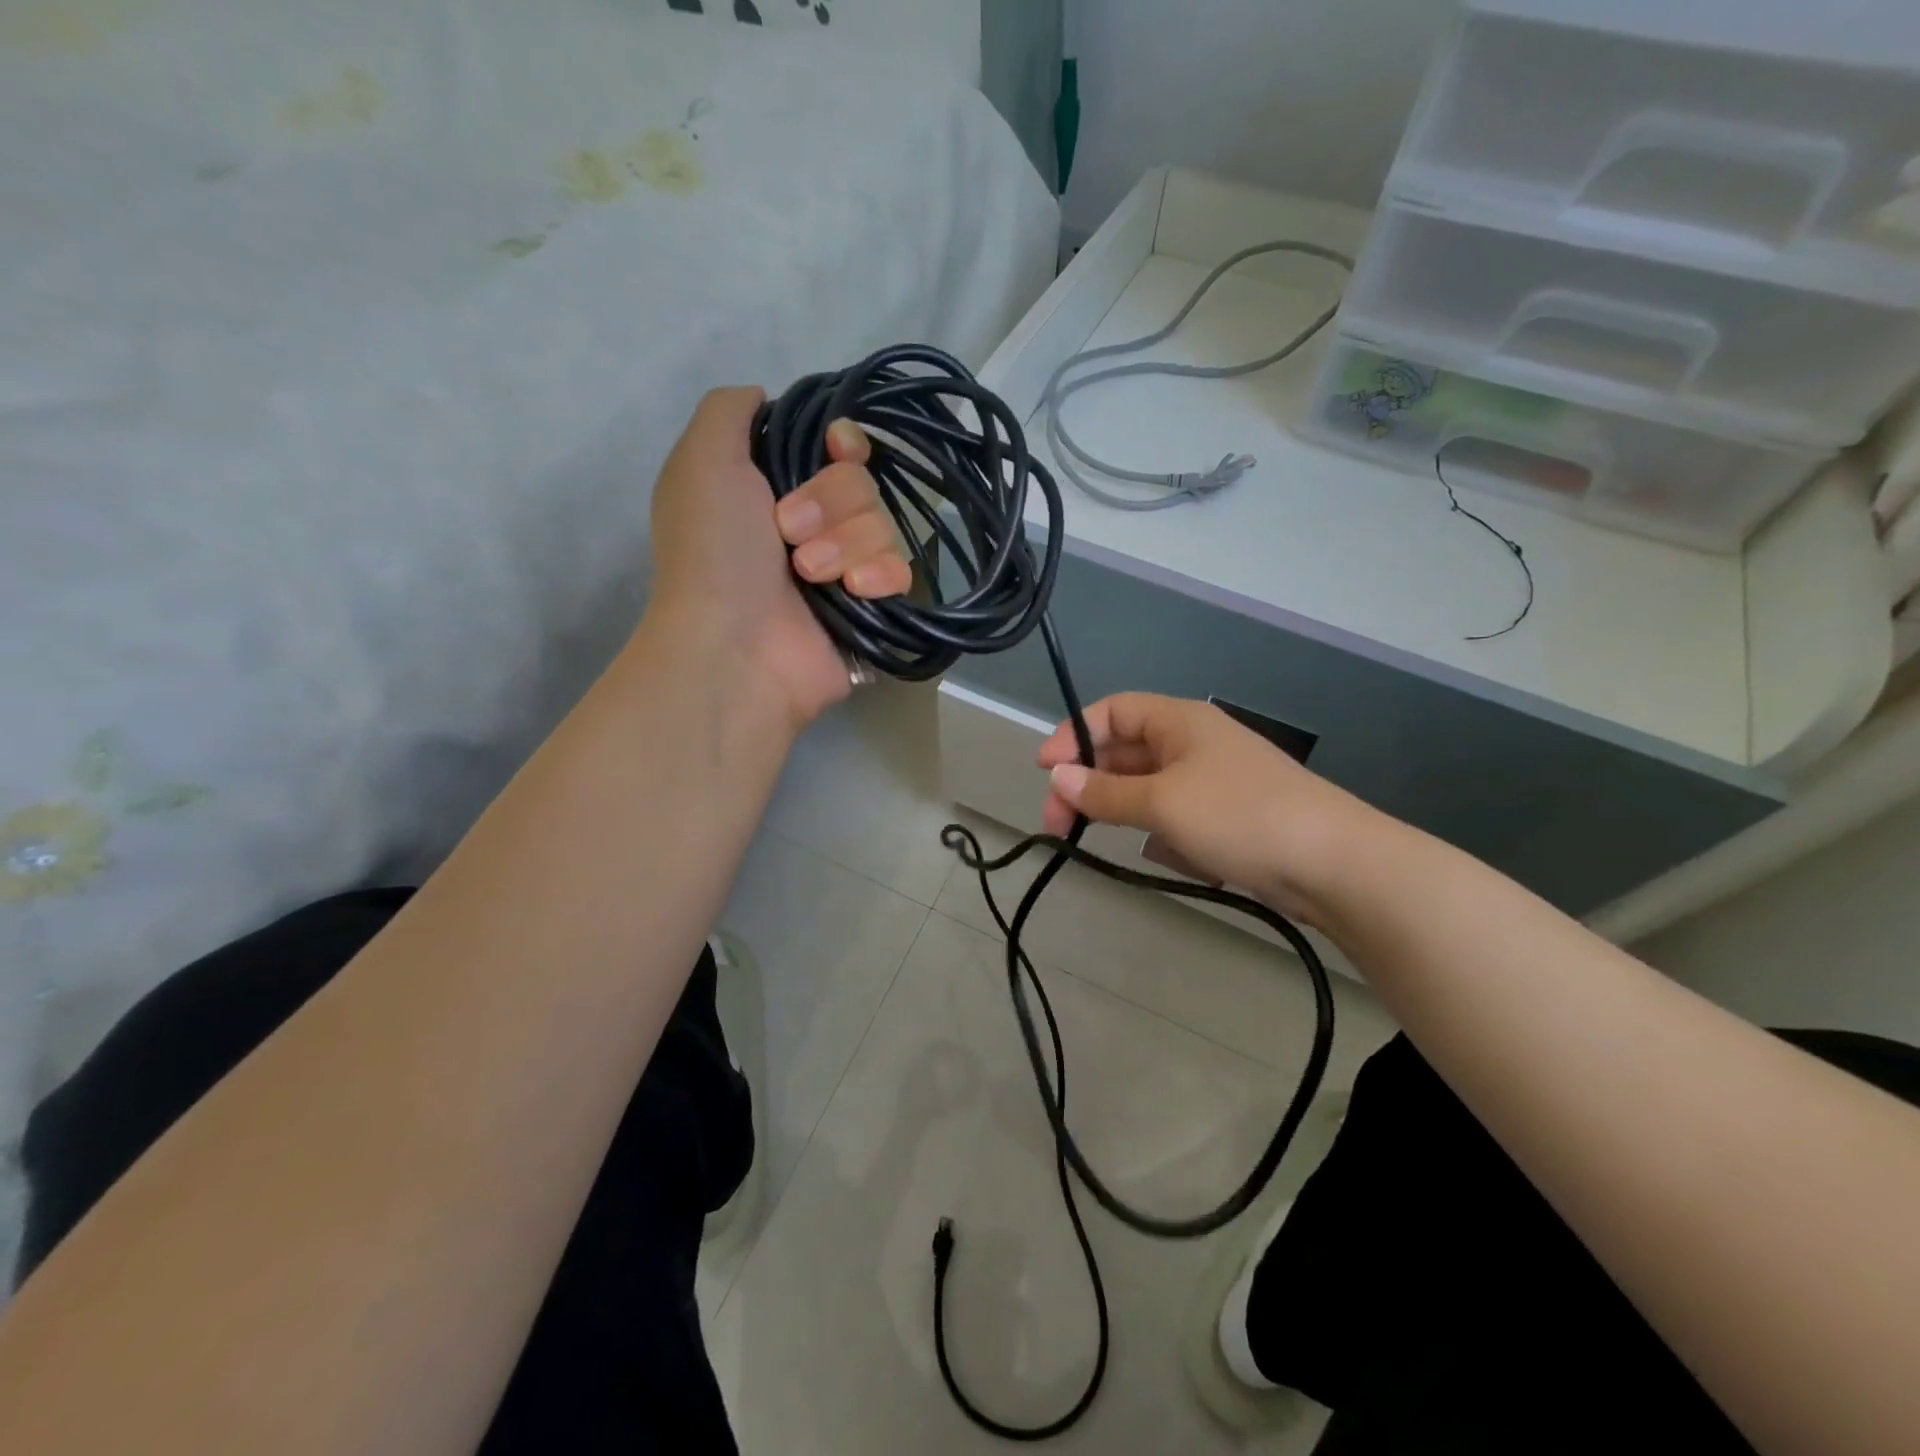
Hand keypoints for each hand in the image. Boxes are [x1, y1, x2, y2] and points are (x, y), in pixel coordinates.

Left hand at [648, 388, 911, 726]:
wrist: (736, 647)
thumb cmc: (715, 553)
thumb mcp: (702, 462)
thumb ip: (728, 412)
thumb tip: (765, 397)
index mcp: (774, 488)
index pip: (837, 448)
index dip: (843, 445)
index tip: (836, 451)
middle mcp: (813, 524)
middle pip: (862, 483)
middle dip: (830, 504)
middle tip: (790, 536)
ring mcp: (844, 568)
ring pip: (883, 524)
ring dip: (845, 546)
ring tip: (810, 577)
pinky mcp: (870, 607)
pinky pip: (901, 571)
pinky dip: (877, 577)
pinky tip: (852, 595)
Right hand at [1035, 693, 1379, 925]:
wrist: (1334, 864)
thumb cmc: (1238, 815)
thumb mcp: (1161, 802)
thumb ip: (1104, 792)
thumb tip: (1057, 777)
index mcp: (1179, 721)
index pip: (1112, 711)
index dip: (1073, 735)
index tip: (1044, 771)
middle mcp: (1193, 743)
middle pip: (1124, 753)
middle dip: (1089, 786)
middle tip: (1059, 827)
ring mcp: (1212, 781)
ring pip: (1148, 790)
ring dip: (1126, 814)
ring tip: (1121, 843)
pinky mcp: (1227, 818)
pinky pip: (1176, 818)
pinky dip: (1165, 835)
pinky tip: (1177, 858)